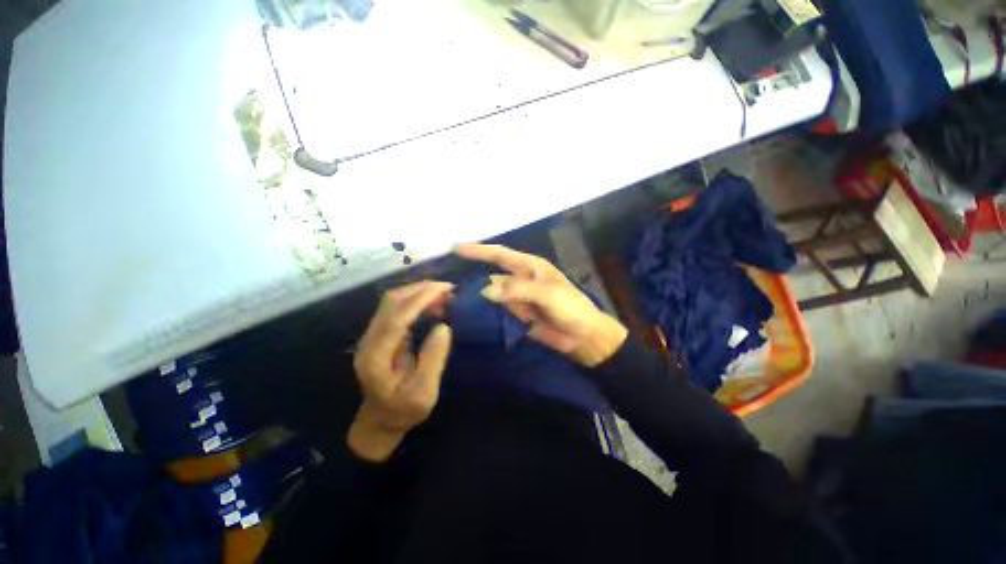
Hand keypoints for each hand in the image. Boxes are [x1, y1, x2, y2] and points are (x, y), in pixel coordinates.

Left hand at [348, 281, 453, 461]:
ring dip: (419, 292)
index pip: (396, 319)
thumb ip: (433, 360)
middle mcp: (369, 340)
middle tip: (449, 289)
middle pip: (391, 303)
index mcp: (376, 357)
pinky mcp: (381, 333)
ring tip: (445, 294)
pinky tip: (434, 303)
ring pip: (393, 301)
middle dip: (421, 290)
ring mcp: (373, 335)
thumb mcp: (424, 393)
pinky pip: (397, 307)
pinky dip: (417, 299)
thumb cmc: (403, 411)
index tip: (444, 290)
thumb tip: (444, 327)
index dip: (419, 301)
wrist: (381, 419)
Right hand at [455, 243, 626, 367]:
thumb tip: (485, 291)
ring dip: (474, 295)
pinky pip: (496, 310)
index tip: (455, 247)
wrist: (583, 336)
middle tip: (445, 280)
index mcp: (530, 267)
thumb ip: (518, 290)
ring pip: (491, 293)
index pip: (500, 254)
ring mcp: (517, 298)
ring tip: (451, 298)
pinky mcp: (516, 315)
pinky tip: (468, 314)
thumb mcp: (547, 294)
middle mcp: (520, 279)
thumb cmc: (571, 308)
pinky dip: (483, 311)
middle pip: (491, 273)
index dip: (478, 250)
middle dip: (471, 274)